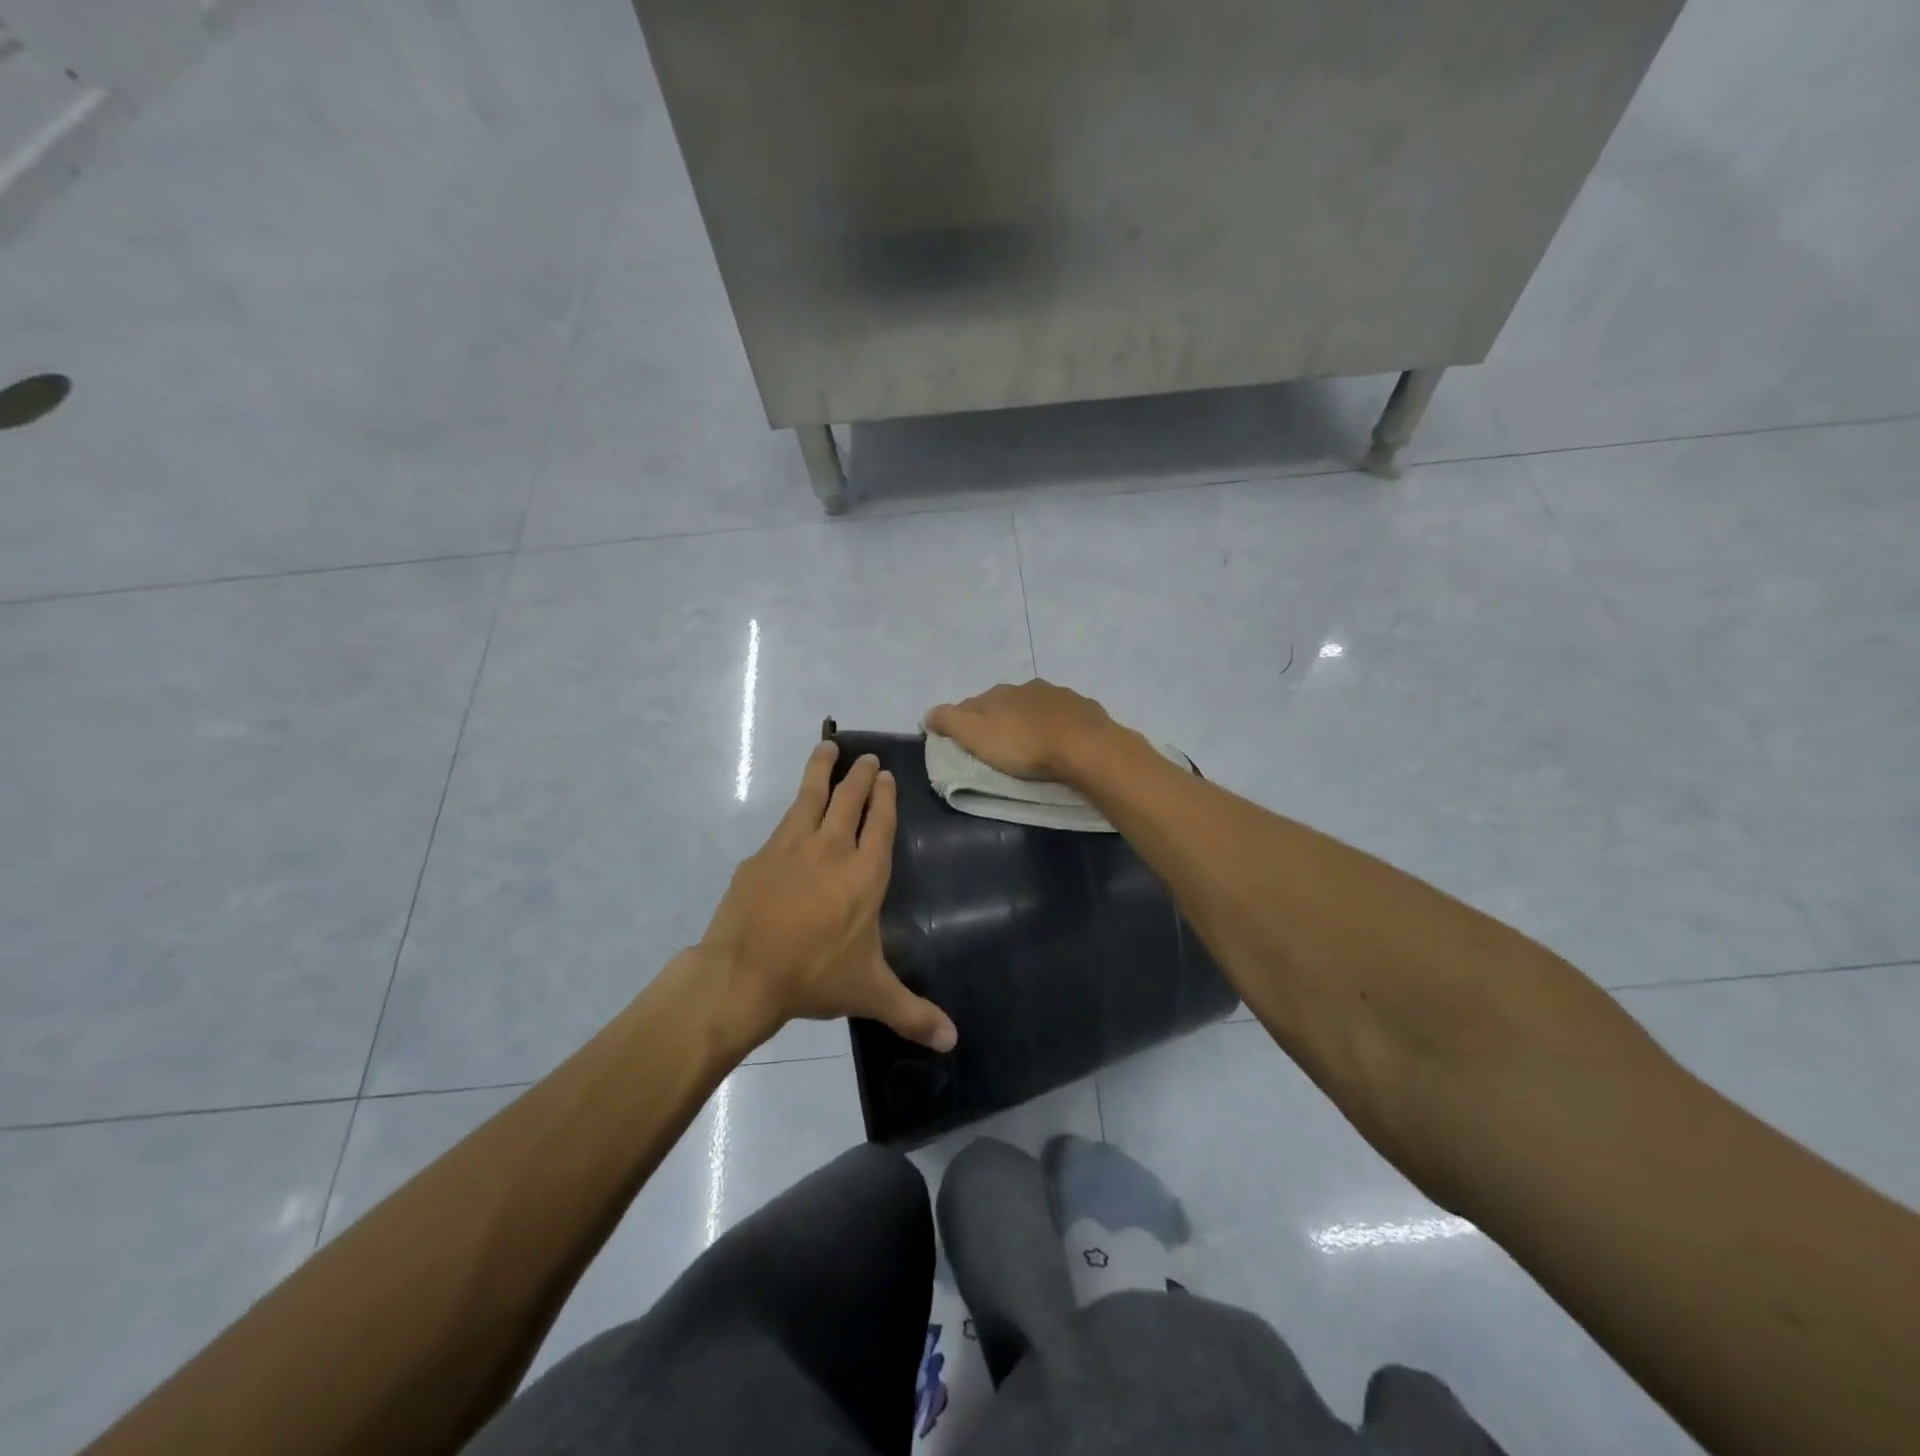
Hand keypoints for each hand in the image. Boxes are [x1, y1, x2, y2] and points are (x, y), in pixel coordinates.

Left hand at [699, 743, 957, 1053]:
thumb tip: (954, 1041)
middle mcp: (833, 848)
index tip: (887, 777)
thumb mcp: (870, 992)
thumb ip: (913, 1013)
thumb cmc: (815, 976)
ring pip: (812, 794)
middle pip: (850, 798)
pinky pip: (784, 819)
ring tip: (828, 746)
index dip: (885, 797)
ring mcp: (793, 845)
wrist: (744, 974)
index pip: (880, 822)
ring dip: (823, 769)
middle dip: (861, 775)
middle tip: (867, 759)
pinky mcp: (762, 854)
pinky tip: (795, 806)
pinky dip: (795, 802)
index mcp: (865, 873)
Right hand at [925, 679, 1122, 783]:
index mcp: (997, 694)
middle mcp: (1025, 687)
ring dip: (1028, 719)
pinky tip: (1061, 740)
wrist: (1085, 747)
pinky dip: (1057, 725)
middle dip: (997, 719)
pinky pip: (1063, 715)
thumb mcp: (976, 736)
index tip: (960, 741)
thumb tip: (928, 713)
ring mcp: (1058, 695)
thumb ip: (949, 722)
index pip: (970, 705)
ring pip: (1034, 706)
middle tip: (997, 744)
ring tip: (1030, 743)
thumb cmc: (1024, 746)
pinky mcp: (1084, 708)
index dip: (961, 721)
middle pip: (1003, 703)